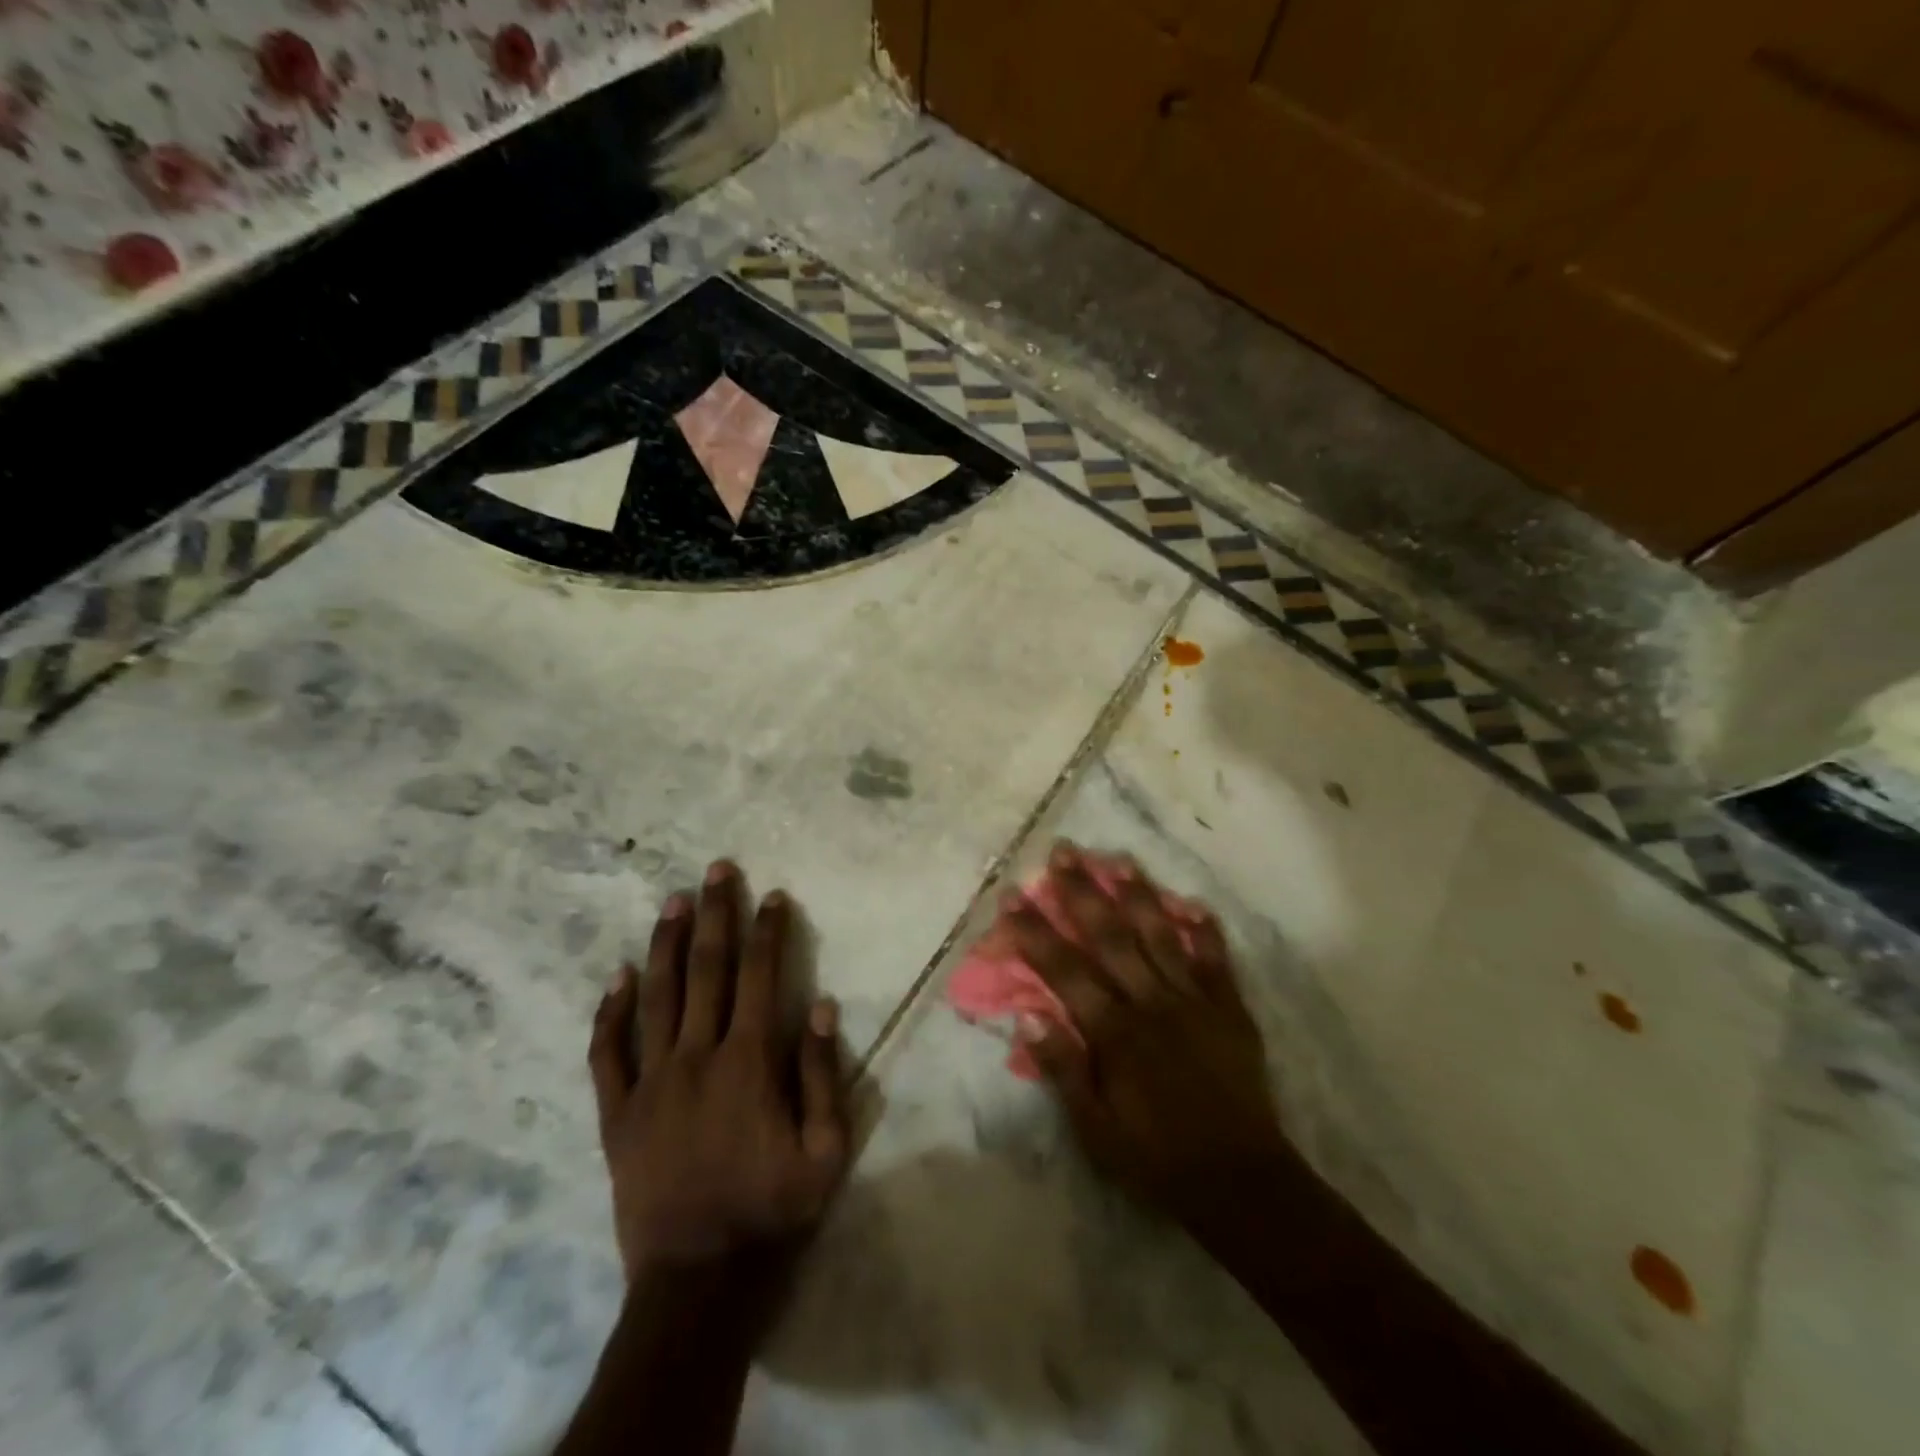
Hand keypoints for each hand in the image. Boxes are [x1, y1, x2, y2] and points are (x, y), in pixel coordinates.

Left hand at [587, 861, 848, 1282]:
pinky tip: (618, 975)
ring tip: (673, 901)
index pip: (761, 977)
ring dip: (666, 944)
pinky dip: (611, 1012)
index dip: (768, 931)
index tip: (773, 896)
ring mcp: (650, 1083)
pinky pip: (607, 1054)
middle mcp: (697, 1057)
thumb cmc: (771, 1212)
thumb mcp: (825, 1151)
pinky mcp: (617, 1114)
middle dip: (715, 915)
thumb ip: (822, 1075)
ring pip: (656, 997)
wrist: (697, 1282)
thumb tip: (820, 1006)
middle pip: (707, 971)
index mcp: (748, 1063)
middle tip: (717, 870)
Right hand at [1004, 842, 1289, 1233]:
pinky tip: (1194, 903)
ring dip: (1138, 896)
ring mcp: (1195, 1001)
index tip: (1012, 897)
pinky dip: (1205, 930)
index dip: (1034, 931)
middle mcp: (1152, 1003)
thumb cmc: (1156, 1160)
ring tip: (1119, 860)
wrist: (1242, 1184)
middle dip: (1082, 892)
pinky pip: (1216, 961)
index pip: (1064, 969)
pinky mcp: (1230, 1010)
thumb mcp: (1094, 1131)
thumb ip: (1062, 1069)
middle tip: (1063, 853)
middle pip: (1110, 936)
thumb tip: (1026, 1013)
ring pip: (1160, 936)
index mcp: (1114, 1032)